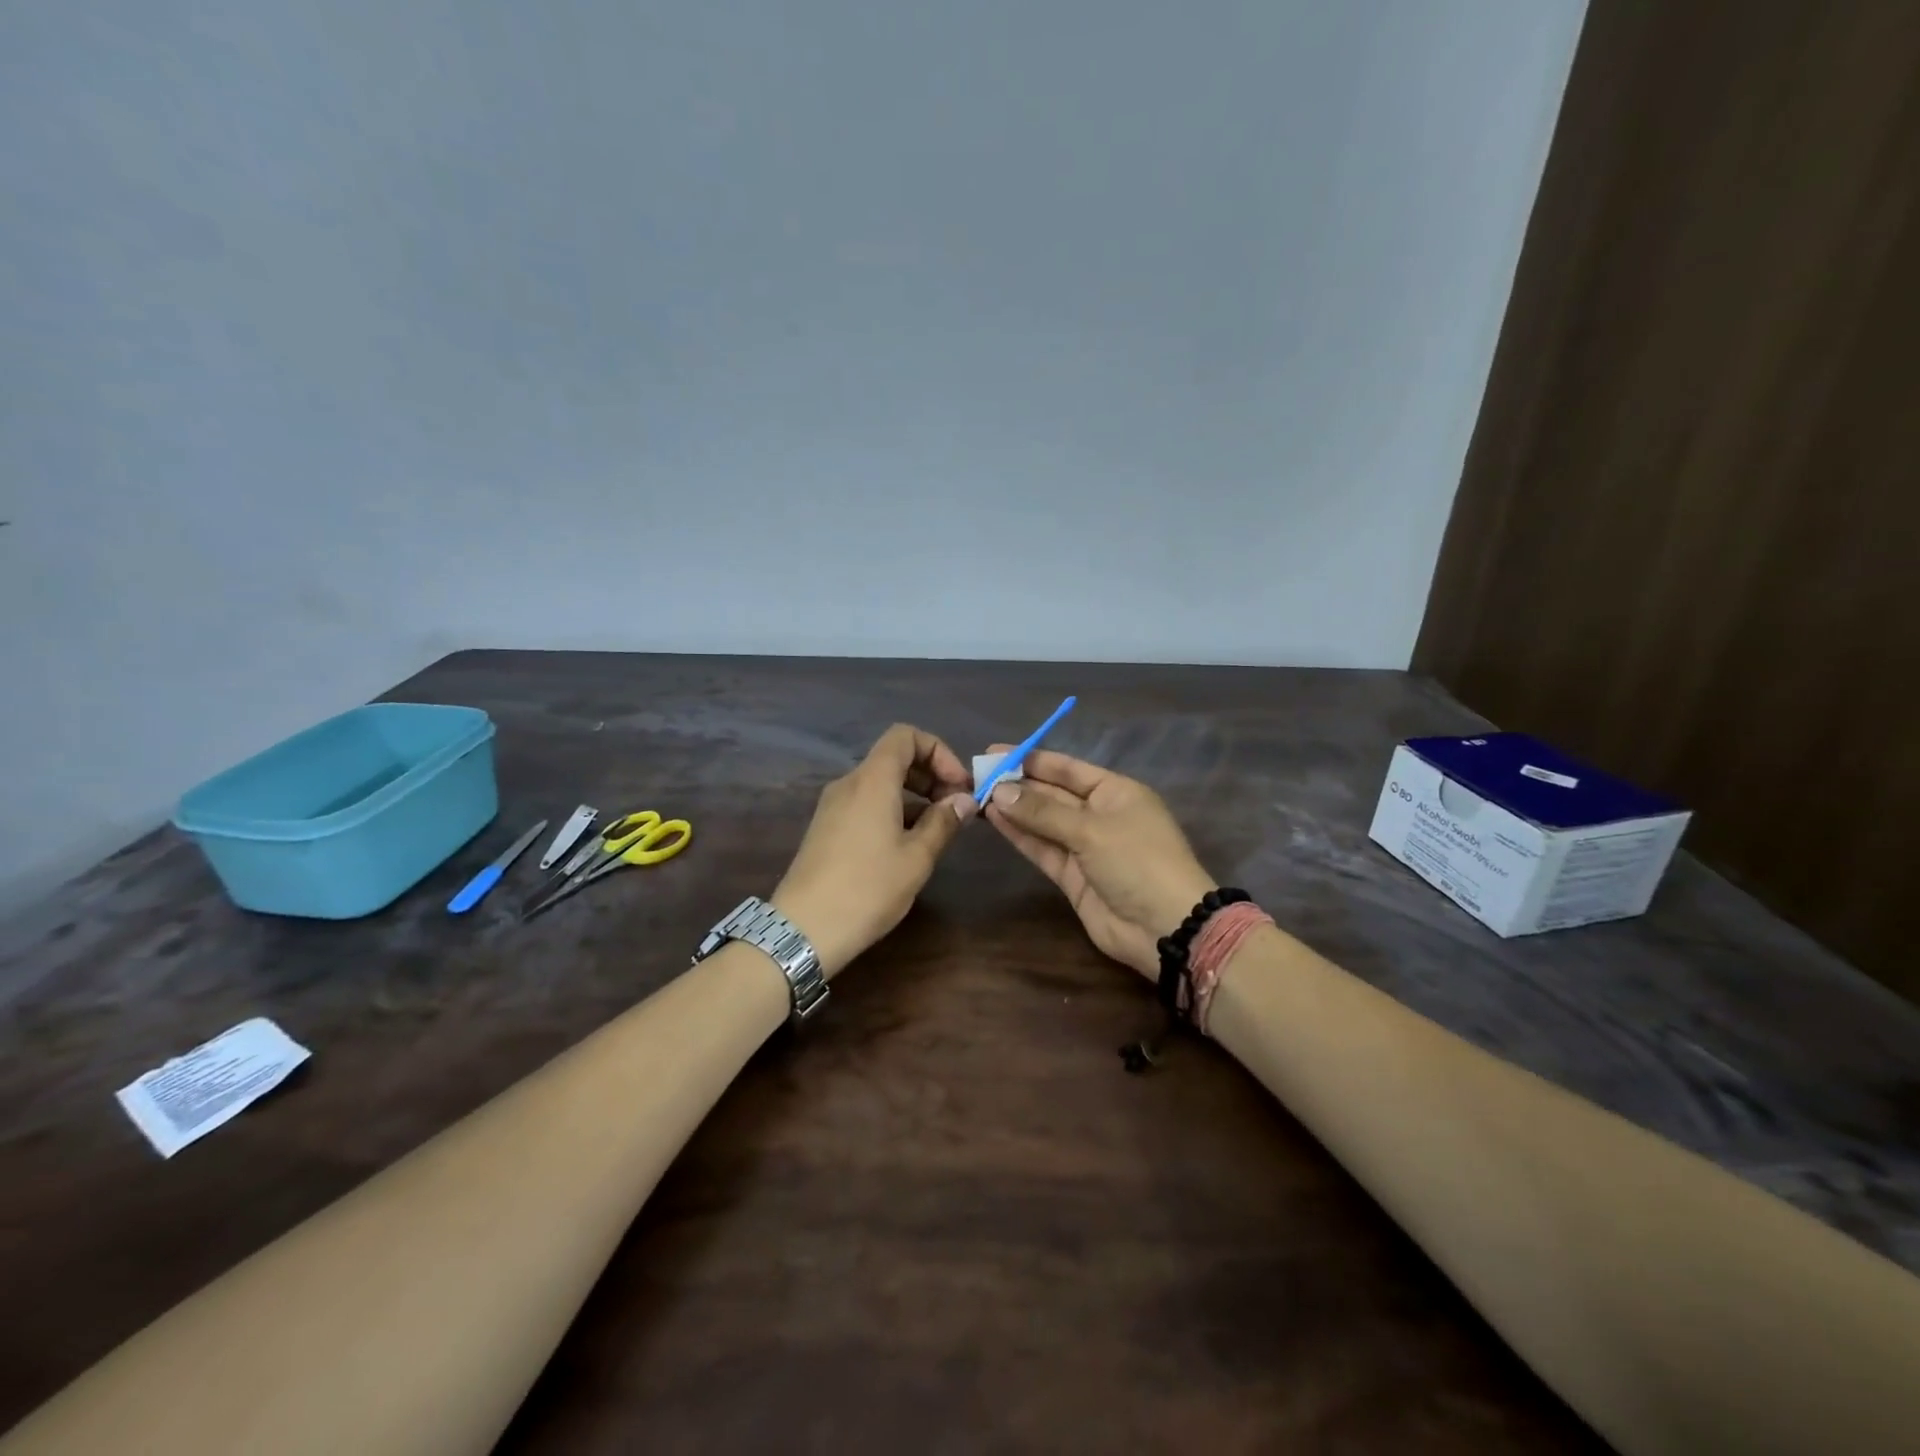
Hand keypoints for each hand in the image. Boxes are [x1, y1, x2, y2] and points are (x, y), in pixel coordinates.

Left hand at [772, 724, 977, 975]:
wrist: (803, 930)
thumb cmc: (867, 889)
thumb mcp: (917, 858)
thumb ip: (943, 822)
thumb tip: (963, 801)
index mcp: (871, 780)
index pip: (905, 736)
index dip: (938, 751)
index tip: (958, 786)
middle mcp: (849, 784)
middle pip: (893, 758)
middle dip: (930, 775)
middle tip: (955, 808)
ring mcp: (833, 806)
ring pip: (880, 783)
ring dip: (914, 796)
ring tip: (937, 830)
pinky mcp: (826, 829)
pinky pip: (866, 803)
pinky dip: (893, 811)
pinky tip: (908, 845)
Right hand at [984, 748, 1216, 978]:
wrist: (1165, 928)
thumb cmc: (1138, 862)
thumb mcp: (1092, 830)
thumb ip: (1043, 812)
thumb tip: (999, 792)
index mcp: (1116, 792)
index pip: (1068, 769)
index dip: (1032, 759)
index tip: (996, 751)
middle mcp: (1100, 815)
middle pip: (1053, 794)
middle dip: (1018, 785)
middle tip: (978, 775)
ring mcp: (1085, 847)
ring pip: (1043, 822)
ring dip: (1014, 809)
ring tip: (977, 794)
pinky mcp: (1073, 876)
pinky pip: (1042, 847)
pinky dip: (1020, 835)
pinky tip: (993, 818)